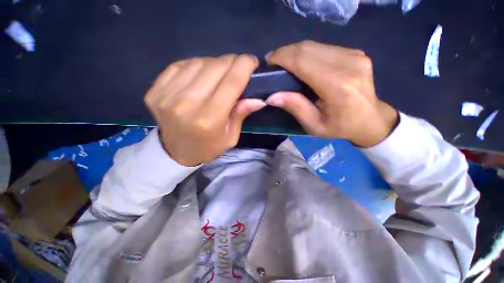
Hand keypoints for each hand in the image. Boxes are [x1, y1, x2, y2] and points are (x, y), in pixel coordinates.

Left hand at [145, 54, 265, 165]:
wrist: (175, 152)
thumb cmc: (208, 146)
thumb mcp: (230, 137)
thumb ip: (241, 114)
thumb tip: (258, 98)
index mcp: (209, 119)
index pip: (231, 82)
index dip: (244, 66)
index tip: (252, 61)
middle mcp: (187, 104)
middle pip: (215, 67)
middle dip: (232, 62)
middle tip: (238, 67)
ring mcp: (167, 95)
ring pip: (199, 62)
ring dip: (214, 64)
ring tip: (219, 74)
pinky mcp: (156, 90)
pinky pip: (181, 65)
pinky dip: (196, 66)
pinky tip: (201, 76)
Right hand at [266, 40, 397, 147]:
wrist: (370, 120)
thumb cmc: (340, 127)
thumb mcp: (314, 124)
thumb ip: (295, 107)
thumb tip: (272, 97)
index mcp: (338, 86)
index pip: (303, 61)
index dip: (282, 58)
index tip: (268, 62)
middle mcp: (348, 64)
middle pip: (308, 49)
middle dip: (285, 53)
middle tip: (273, 63)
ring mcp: (354, 55)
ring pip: (315, 45)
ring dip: (295, 52)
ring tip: (284, 63)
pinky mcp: (355, 53)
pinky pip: (323, 48)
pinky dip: (307, 53)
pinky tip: (301, 63)